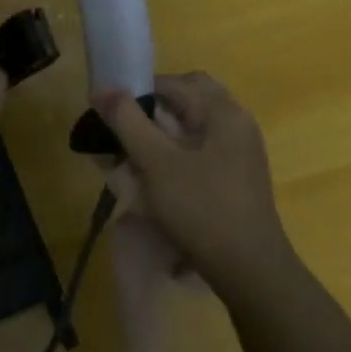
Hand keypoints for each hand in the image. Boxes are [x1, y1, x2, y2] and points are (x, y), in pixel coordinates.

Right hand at [95, 72, 298, 294]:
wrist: (249, 269)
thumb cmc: (201, 208)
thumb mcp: (156, 163)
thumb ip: (128, 121)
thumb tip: (102, 88)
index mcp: (223, 112)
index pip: (174, 82)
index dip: (138, 91)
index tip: (110, 114)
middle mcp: (236, 123)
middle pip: (187, 100)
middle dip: (152, 111)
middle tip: (125, 133)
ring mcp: (240, 151)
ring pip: (193, 126)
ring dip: (161, 134)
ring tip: (133, 158)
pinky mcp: (236, 176)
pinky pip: (200, 150)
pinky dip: (175, 154)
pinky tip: (156, 178)